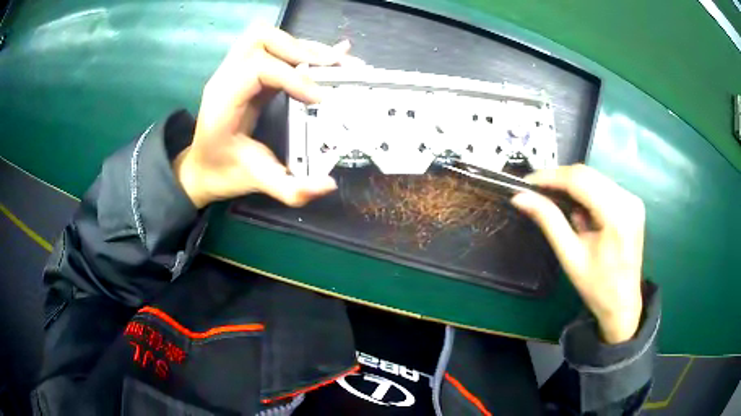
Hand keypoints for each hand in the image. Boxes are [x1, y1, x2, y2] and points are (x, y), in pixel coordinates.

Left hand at [174, 24, 361, 208]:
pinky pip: (272, 48)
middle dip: (300, 50)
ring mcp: (234, 70)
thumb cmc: (222, 173)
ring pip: (267, 37)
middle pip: (261, 39)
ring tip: (332, 63)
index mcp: (223, 101)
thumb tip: (329, 185)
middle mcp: (226, 78)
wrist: (200, 169)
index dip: (294, 78)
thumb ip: (290, 190)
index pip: (258, 69)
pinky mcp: (247, 72)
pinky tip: (326, 55)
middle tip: (332, 70)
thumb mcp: (256, 183)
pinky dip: (300, 49)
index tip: (322, 98)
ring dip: (301, 46)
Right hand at [511, 165, 644, 343]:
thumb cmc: (597, 287)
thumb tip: (521, 198)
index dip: (551, 177)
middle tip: (536, 192)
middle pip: (587, 174)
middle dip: (559, 179)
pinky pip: (602, 186)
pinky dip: (584, 192)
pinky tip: (577, 211)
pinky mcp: (631, 203)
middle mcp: (628, 200)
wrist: (622, 303)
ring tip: (555, 203)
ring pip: (594, 177)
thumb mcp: (570, 256)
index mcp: (617, 216)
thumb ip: (549, 221)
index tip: (528, 183)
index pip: (580, 180)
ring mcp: (632, 200)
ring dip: (571, 186)